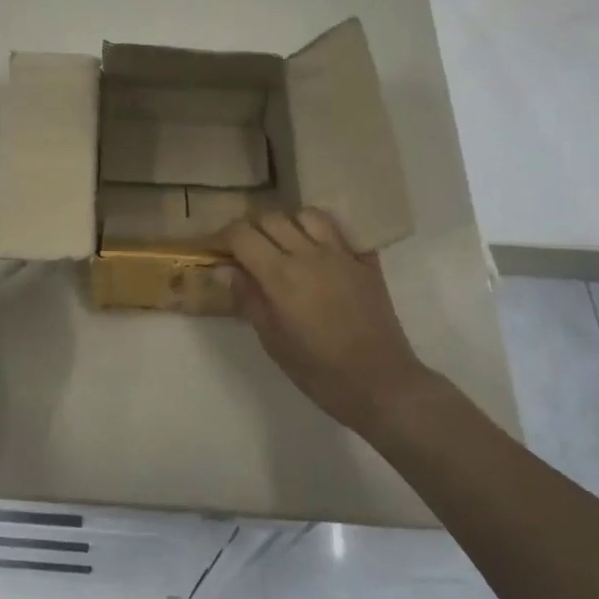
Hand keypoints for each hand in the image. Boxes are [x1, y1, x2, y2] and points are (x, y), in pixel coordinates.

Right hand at [224, 209, 434, 435]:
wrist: (380, 383)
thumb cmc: (319, 370)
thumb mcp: (273, 340)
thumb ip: (248, 298)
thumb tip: (222, 270)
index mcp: (281, 275)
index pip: (242, 234)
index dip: (224, 237)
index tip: (219, 250)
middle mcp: (309, 254)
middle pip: (272, 218)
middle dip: (252, 228)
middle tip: (247, 250)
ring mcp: (342, 254)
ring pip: (307, 215)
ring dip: (289, 224)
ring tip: (285, 244)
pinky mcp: (366, 261)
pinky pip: (341, 231)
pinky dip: (324, 233)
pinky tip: (320, 251)